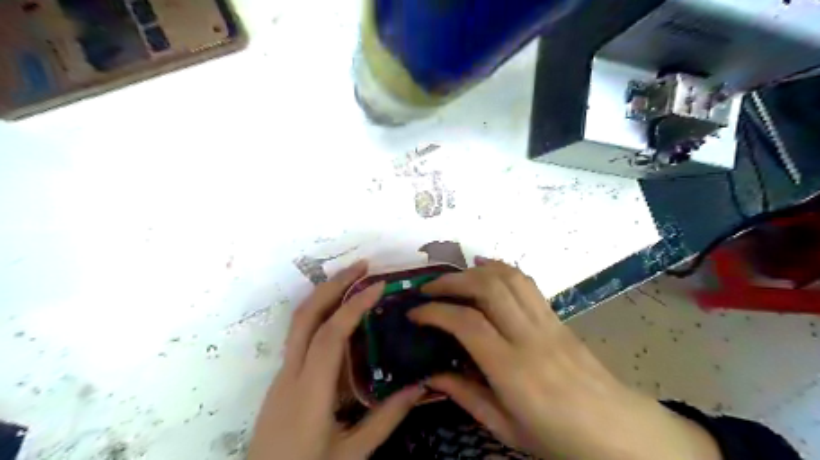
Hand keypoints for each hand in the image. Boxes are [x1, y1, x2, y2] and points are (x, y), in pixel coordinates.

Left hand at [252, 261, 425, 459]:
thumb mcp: (352, 454)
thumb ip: (386, 419)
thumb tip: (420, 387)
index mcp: (309, 391)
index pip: (331, 334)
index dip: (354, 305)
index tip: (378, 285)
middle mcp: (290, 373)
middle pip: (305, 315)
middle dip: (333, 284)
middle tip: (362, 266)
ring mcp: (282, 374)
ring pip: (299, 321)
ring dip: (325, 295)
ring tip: (354, 281)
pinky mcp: (282, 378)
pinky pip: (301, 335)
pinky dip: (321, 314)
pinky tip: (341, 317)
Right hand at [407, 259, 719, 459]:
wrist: (617, 431)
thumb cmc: (558, 436)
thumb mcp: (505, 427)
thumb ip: (465, 396)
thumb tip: (430, 375)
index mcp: (513, 370)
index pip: (466, 323)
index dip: (435, 311)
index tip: (415, 312)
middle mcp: (530, 337)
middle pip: (488, 288)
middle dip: (452, 281)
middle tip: (429, 288)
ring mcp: (547, 322)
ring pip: (509, 278)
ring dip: (476, 269)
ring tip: (453, 275)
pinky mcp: (557, 316)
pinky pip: (528, 283)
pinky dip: (503, 269)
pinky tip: (487, 268)